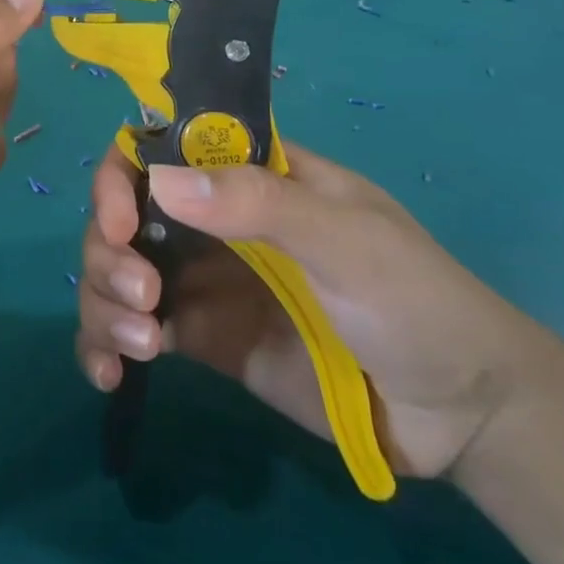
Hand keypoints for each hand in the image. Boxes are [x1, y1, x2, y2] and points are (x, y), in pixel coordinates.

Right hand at [74, 143, 539, 478]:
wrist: (460, 414)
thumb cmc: (415, 300)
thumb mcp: (348, 240)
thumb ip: (261, 204)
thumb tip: (159, 180)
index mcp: (246, 176)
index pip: (159, 149)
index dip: (123, 176)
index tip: (121, 222)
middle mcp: (211, 221)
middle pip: (122, 215)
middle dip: (109, 251)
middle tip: (140, 297)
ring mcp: (202, 281)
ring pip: (116, 271)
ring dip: (103, 301)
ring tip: (141, 346)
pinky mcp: (201, 339)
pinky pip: (132, 331)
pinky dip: (104, 347)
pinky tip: (109, 375)